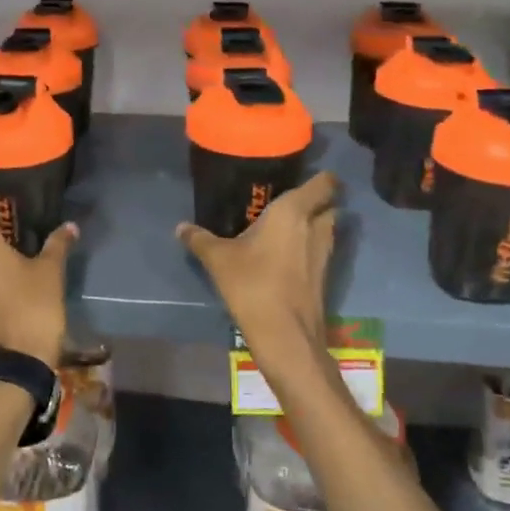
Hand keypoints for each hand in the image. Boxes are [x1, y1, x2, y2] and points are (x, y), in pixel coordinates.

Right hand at [177, 172, 337, 351]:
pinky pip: (319, 252)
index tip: (302, 175)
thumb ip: (200, 239)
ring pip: (326, 229)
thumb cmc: (252, 284)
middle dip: (316, 202)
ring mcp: (324, 254)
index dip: (321, 177)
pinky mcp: (324, 278)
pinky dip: (308, 249)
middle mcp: (315, 227)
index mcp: (293, 211)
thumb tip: (181, 227)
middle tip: (287, 202)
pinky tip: (285, 256)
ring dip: (313, 226)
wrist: (284, 335)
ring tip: (285, 228)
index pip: (324, 183)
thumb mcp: (218, 259)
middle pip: (328, 205)